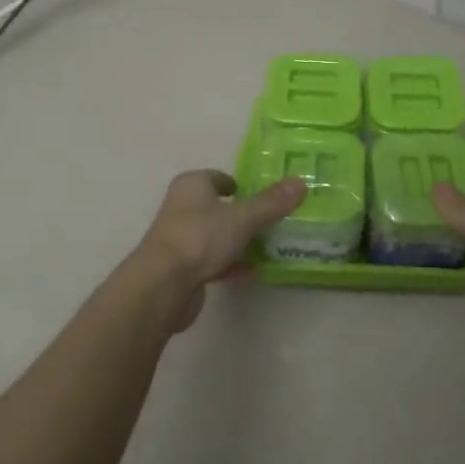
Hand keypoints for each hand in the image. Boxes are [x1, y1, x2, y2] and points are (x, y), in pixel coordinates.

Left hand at [124, 170, 304, 331]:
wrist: (163, 286)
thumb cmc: (200, 238)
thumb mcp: (242, 218)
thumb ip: (271, 203)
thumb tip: (301, 182)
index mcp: (191, 186)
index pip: (218, 177)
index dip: (239, 184)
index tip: (264, 194)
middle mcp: (182, 208)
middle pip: (218, 207)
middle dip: (243, 213)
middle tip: (273, 219)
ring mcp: (181, 239)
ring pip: (216, 234)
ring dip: (238, 240)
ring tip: (269, 245)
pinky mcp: (183, 269)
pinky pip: (213, 260)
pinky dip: (231, 263)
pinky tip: (253, 270)